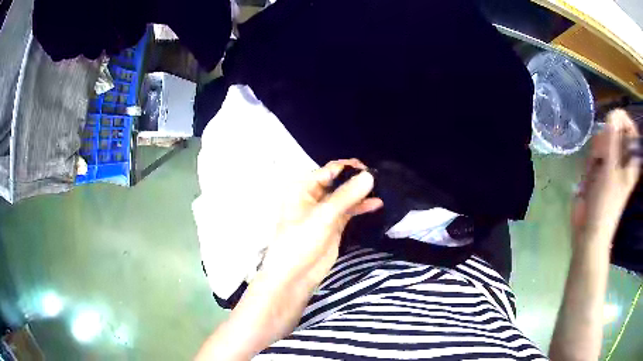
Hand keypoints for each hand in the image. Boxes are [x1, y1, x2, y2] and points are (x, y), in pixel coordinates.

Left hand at [260, 159, 382, 288]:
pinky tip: (377, 204)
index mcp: (302, 188)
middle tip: (380, 179)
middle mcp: (313, 197)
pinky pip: (349, 212)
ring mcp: (324, 212)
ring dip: (361, 194)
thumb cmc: (301, 241)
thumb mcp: (323, 216)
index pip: (329, 171)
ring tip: (382, 190)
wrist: (294, 276)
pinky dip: (361, 208)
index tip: (371, 169)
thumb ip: (346, 195)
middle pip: (338, 182)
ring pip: (345, 197)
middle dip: (356, 180)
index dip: (349, 168)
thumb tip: (369, 175)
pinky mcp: (333, 226)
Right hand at [572, 110, 639, 246]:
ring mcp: (613, 164)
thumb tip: (613, 113)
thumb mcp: (610, 168)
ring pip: (605, 141)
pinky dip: (592, 159)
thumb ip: (613, 138)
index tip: (612, 123)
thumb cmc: (605, 202)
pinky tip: (590, 170)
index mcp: (631, 161)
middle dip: (606, 138)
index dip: (623, 121)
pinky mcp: (602, 170)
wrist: (589, 229)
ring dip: (597, 150)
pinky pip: (597, 153)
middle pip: (616, 132)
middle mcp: (624, 160)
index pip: (632, 129)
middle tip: (602, 153)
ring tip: (595, 165)